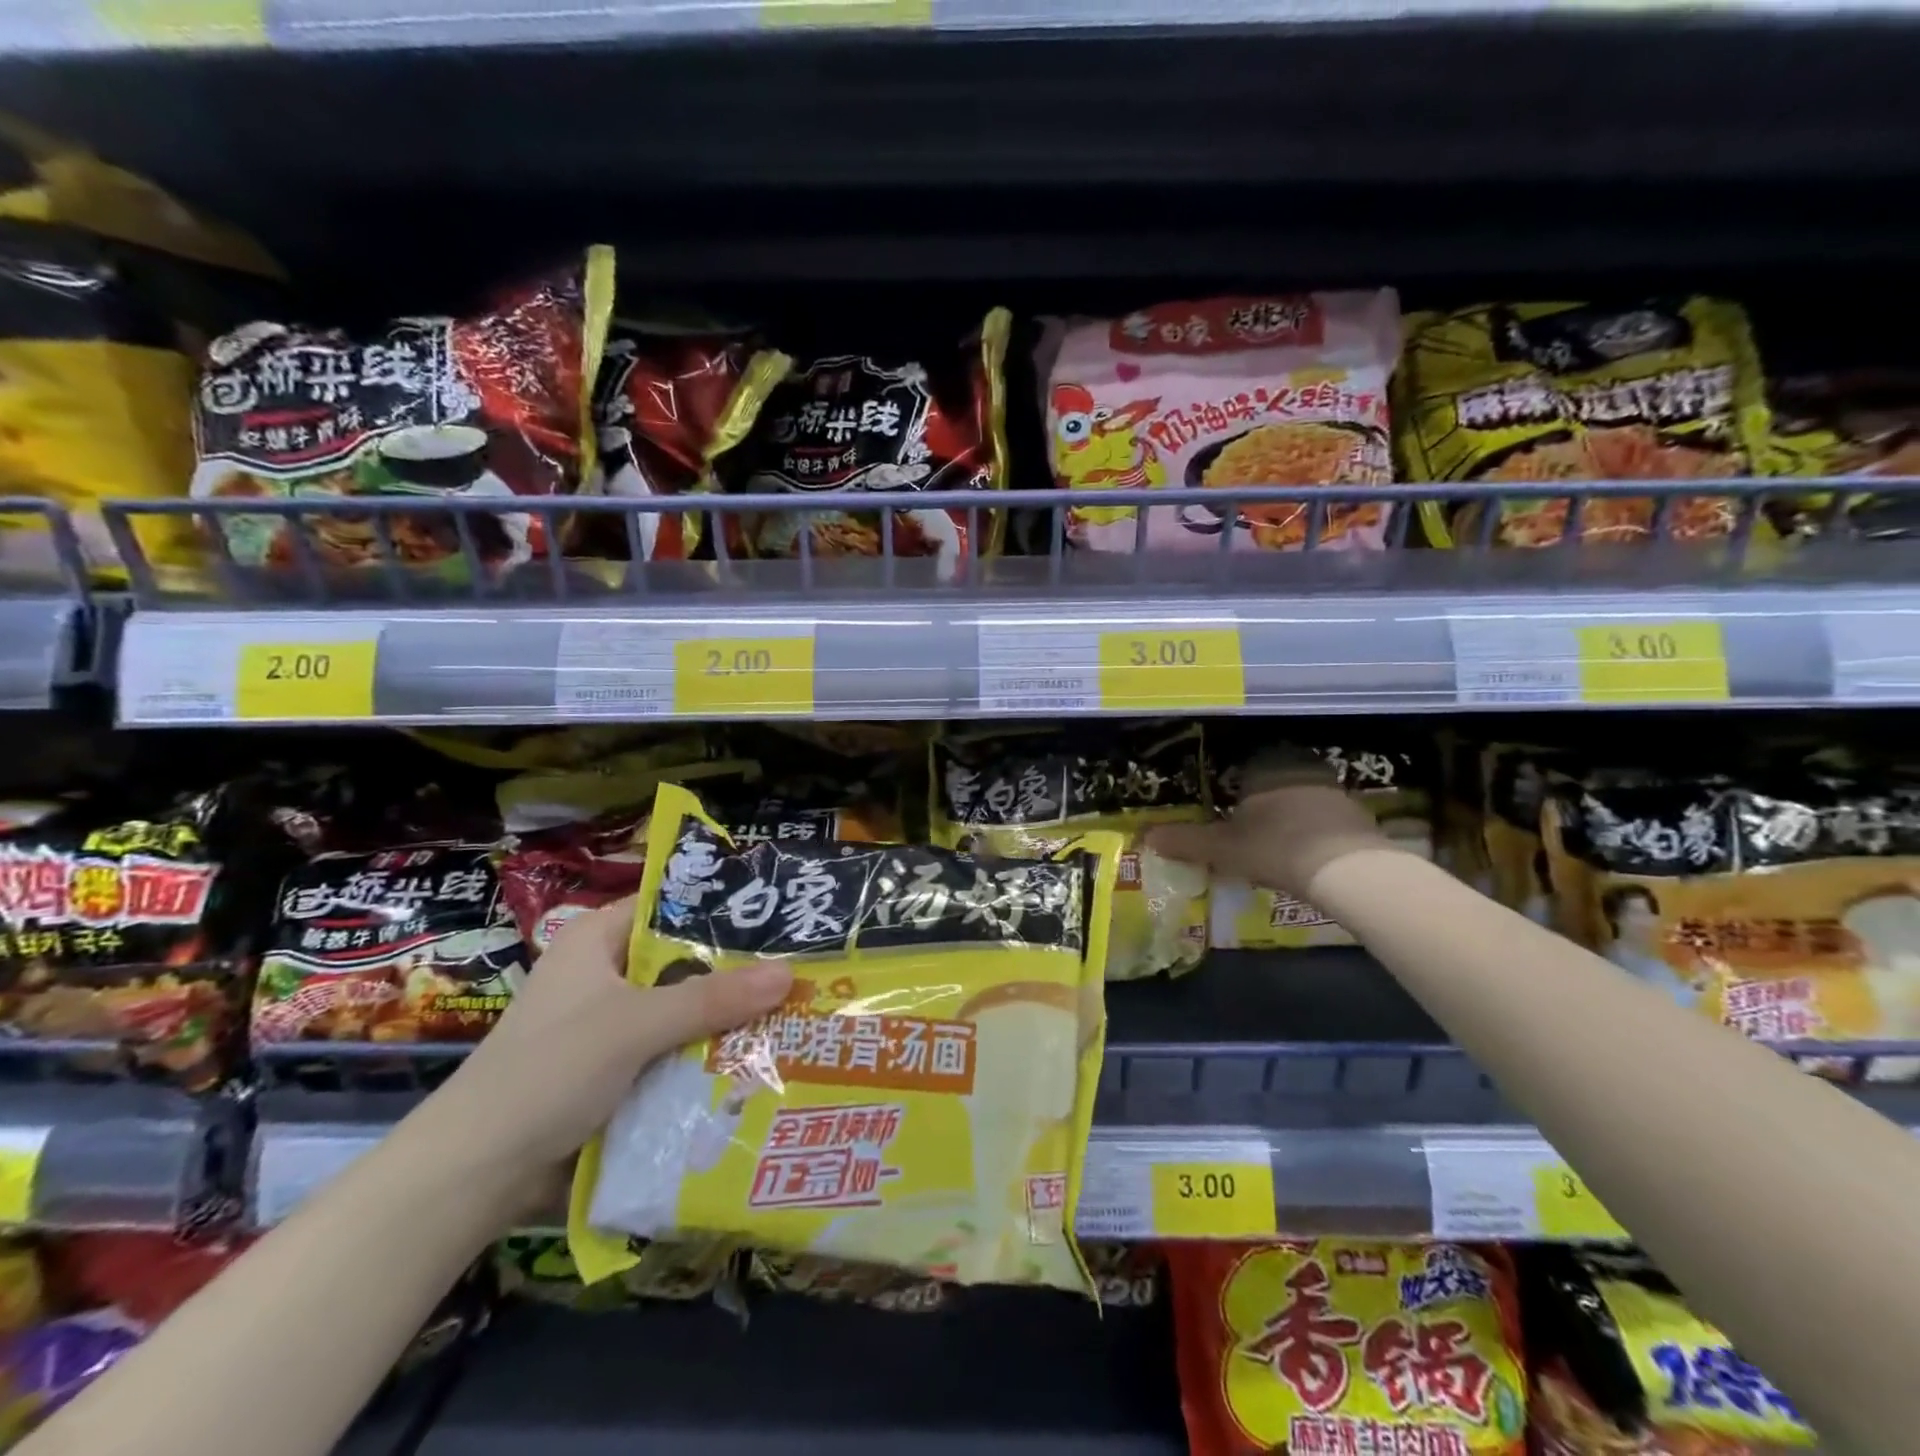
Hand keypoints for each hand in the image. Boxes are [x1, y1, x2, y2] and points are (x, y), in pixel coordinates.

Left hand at [419, 898, 791, 1201]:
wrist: (472, 1176)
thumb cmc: (548, 1073)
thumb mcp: (634, 1026)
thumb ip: (712, 999)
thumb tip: (789, 973)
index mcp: (597, 939)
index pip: (670, 905)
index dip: (722, 909)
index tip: (779, 916)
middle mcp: (604, 972)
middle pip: (682, 960)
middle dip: (735, 971)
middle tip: (800, 969)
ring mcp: (608, 1023)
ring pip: (681, 1009)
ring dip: (724, 1018)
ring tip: (793, 1012)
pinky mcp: (613, 1069)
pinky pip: (671, 1049)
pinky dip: (704, 1054)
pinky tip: (752, 1058)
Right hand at [1147, 753, 1393, 898]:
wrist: (1347, 869)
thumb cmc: (1275, 847)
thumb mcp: (1222, 849)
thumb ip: (1186, 842)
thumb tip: (1147, 837)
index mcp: (1263, 767)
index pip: (1242, 764)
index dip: (1230, 784)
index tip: (1224, 806)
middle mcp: (1298, 768)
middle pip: (1272, 779)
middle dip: (1260, 798)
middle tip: (1245, 824)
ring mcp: (1332, 790)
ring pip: (1300, 795)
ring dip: (1288, 813)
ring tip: (1274, 840)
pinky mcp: (1357, 814)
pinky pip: (1324, 816)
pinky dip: (1312, 829)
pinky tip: (1305, 851)